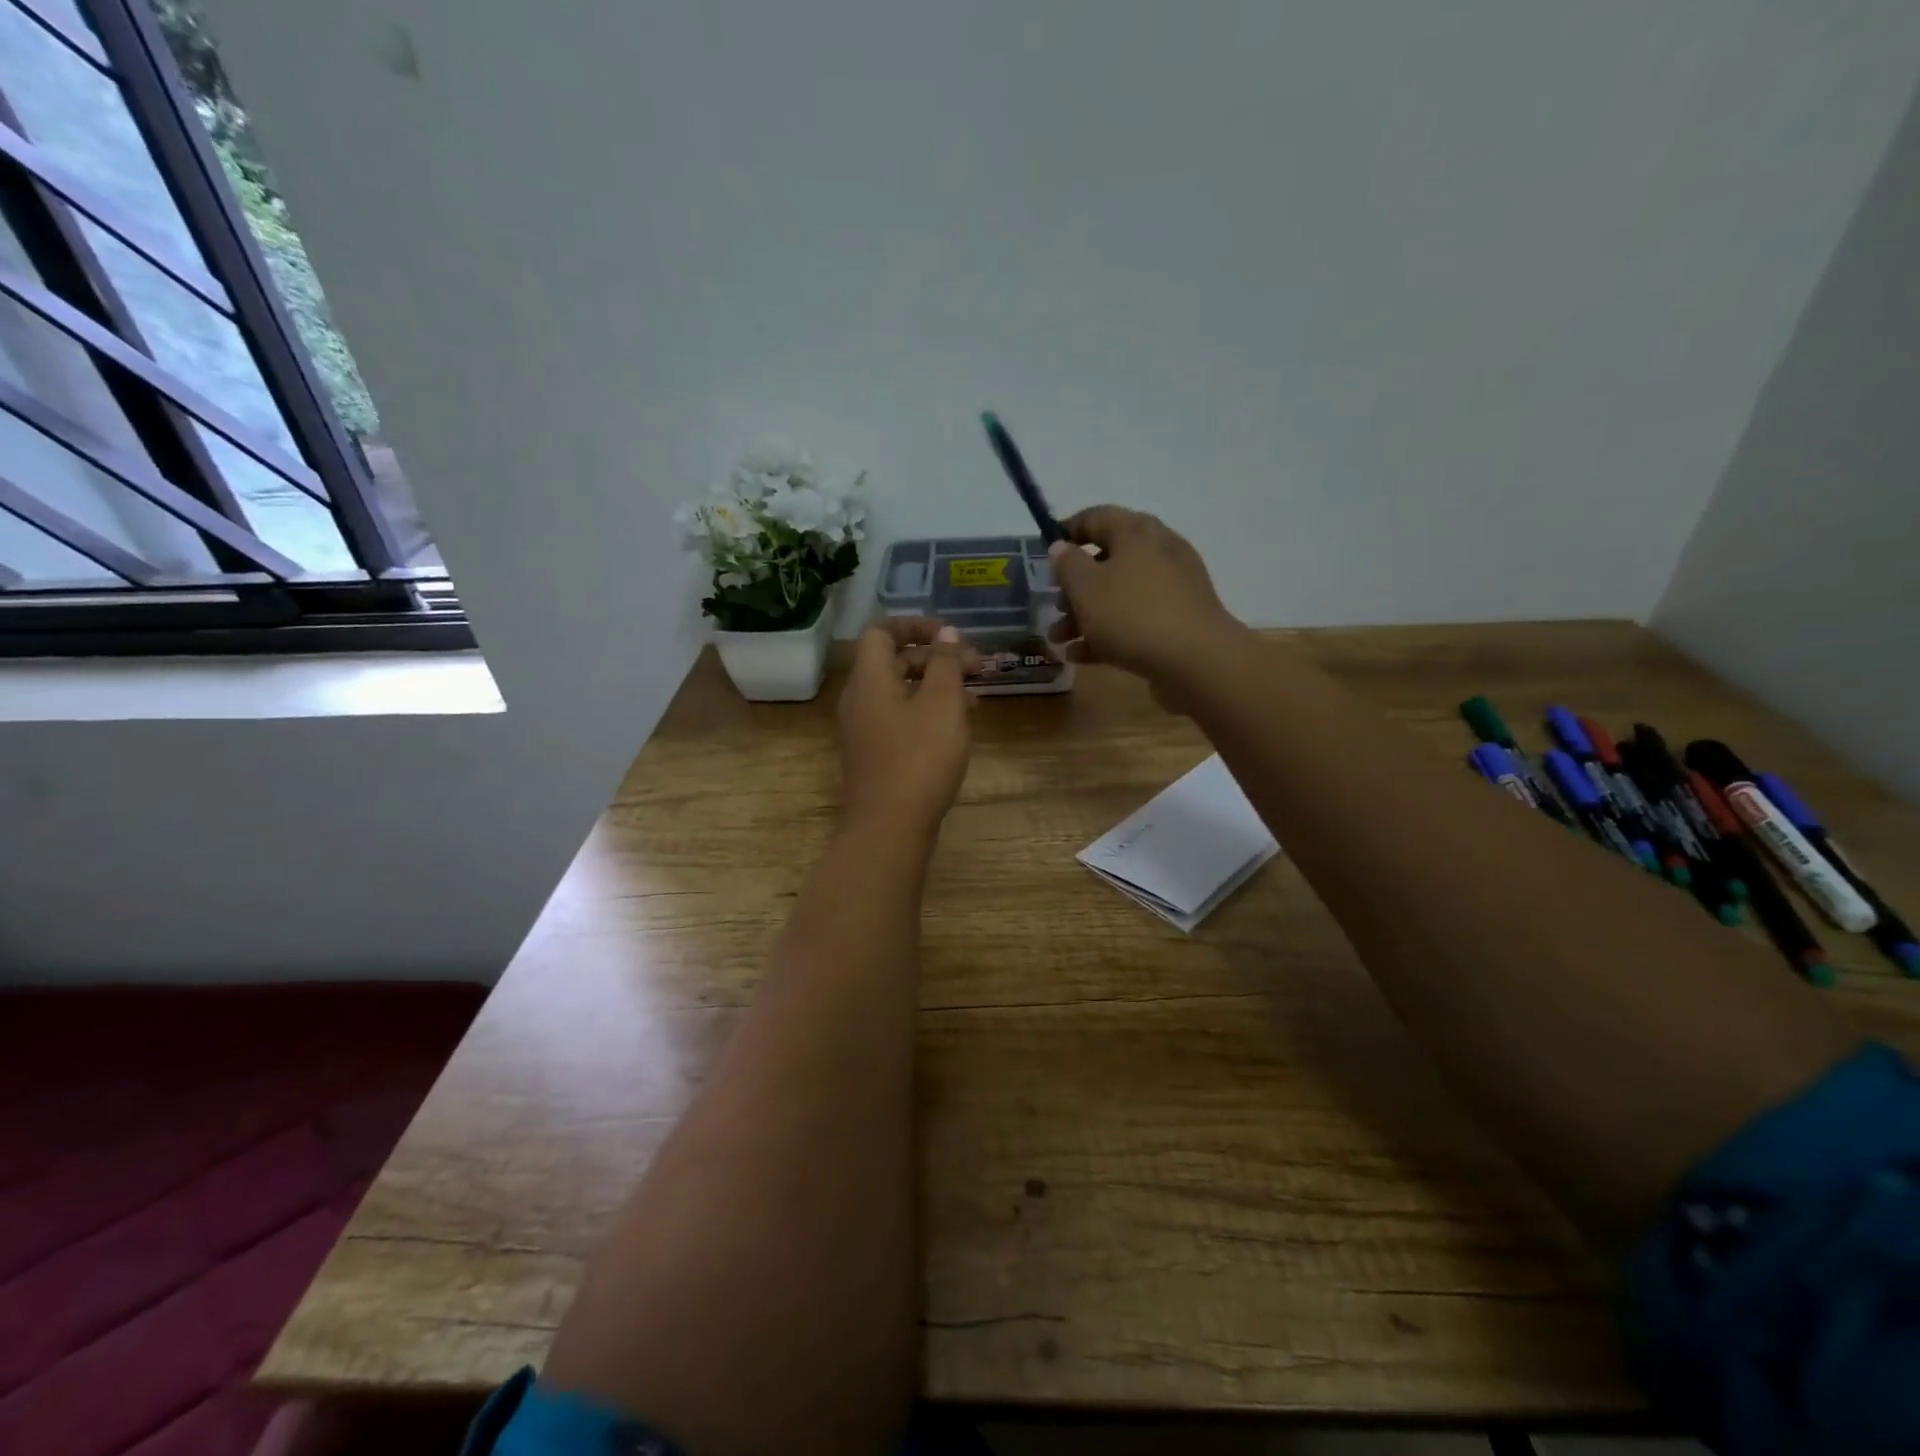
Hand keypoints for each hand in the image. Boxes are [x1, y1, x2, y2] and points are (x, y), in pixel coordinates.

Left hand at [837, 617, 977, 836]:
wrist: (889, 827)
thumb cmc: (919, 758)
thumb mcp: (942, 704)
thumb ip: (945, 663)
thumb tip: (945, 632)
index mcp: (869, 678)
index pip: (882, 631)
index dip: (915, 625)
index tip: (950, 634)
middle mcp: (859, 698)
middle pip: (893, 661)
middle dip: (935, 658)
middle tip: (975, 668)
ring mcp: (864, 729)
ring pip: (900, 692)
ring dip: (935, 687)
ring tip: (974, 699)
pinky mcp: (874, 754)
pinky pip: (899, 718)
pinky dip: (926, 712)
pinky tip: (956, 729)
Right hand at [1046, 507, 1243, 691]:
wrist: (1196, 660)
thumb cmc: (1132, 614)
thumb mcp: (1086, 587)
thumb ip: (1067, 564)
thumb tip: (1061, 547)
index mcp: (1136, 531)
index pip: (1095, 517)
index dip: (1066, 532)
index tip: (1044, 555)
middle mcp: (1158, 551)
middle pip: (1107, 561)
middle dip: (1074, 587)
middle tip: (1054, 607)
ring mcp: (1172, 587)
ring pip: (1119, 594)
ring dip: (1085, 615)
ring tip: (1060, 640)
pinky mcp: (1178, 620)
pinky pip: (1135, 620)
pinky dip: (1108, 633)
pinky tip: (1081, 656)